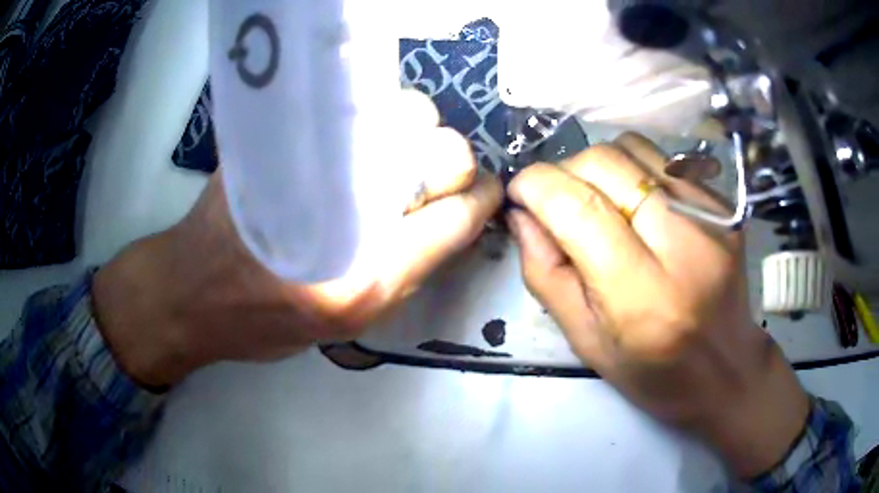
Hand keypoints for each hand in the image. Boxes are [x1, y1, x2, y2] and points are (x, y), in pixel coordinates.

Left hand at [92, 91, 501, 388]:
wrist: (191, 291)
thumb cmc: (263, 322)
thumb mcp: (345, 324)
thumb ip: (403, 273)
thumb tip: (446, 220)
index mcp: (363, 280)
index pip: (454, 215)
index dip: (477, 195)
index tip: (479, 191)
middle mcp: (345, 211)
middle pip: (434, 143)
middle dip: (446, 156)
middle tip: (424, 173)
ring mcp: (310, 158)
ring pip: (399, 110)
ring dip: (410, 130)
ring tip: (386, 157)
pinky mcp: (279, 134)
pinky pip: (354, 107)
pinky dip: (373, 117)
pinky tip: (357, 141)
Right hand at [506, 132, 808, 478]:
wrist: (727, 370)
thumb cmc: (652, 372)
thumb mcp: (585, 340)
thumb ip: (546, 274)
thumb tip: (521, 214)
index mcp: (641, 297)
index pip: (578, 208)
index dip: (536, 185)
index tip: (519, 192)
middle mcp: (683, 245)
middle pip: (605, 163)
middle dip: (565, 171)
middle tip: (558, 201)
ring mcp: (711, 216)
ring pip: (634, 148)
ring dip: (600, 165)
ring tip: (599, 200)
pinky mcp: (724, 204)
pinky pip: (664, 159)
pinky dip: (635, 170)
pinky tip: (636, 204)